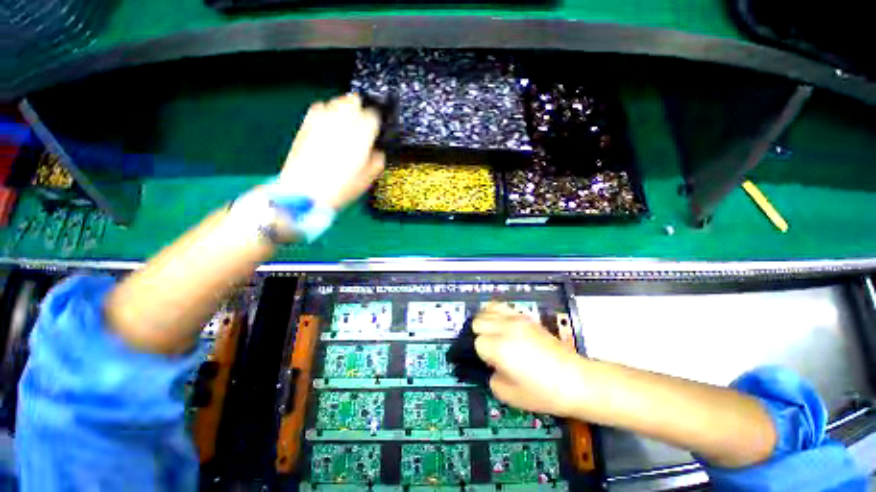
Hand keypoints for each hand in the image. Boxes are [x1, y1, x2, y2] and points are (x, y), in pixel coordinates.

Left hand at [279, 94, 385, 209]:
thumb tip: (376, 151)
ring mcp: (322, 120)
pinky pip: (319, 108)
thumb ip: (377, 160)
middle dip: (360, 109)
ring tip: (346, 123)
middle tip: (362, 123)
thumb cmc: (341, 188)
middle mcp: (342, 121)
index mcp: (362, 134)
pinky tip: (328, 125)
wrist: (306, 192)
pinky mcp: (306, 124)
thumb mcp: (368, 179)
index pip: (373, 116)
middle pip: (354, 101)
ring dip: (344, 109)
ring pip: (336, 101)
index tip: (376, 130)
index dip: (376, 122)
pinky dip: (326, 112)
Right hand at [474, 303, 583, 416]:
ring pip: (488, 309)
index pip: (477, 342)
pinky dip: (497, 313)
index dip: (482, 355)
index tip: (491, 363)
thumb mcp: (510, 395)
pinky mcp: (526, 317)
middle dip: (481, 335)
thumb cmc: (543, 393)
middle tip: (491, 349)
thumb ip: (491, 378)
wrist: (575, 380)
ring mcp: (516, 319)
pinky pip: (503, 306)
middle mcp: (506, 328)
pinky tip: (503, 325)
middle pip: (479, 321)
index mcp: (500, 348)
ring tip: (494, 334)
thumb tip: (491, 366)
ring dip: (486, 321)